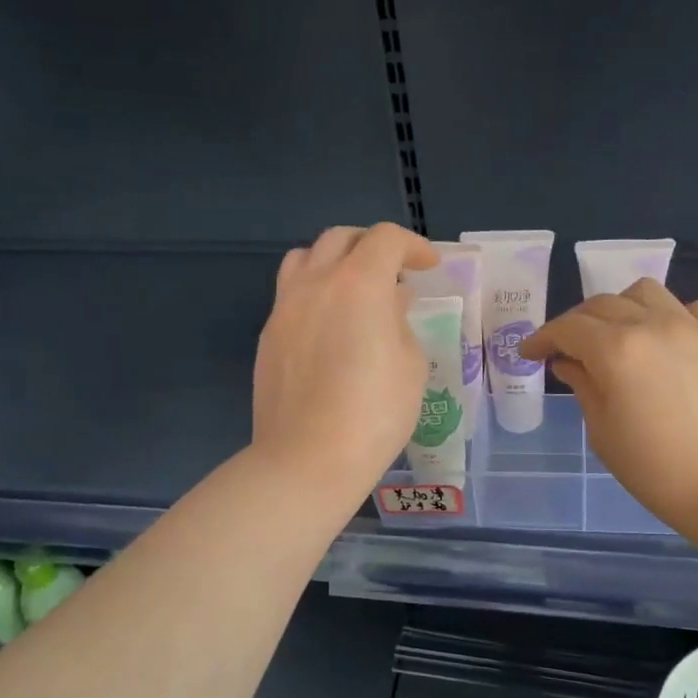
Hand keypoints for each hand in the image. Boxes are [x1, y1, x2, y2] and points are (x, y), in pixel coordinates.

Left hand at [253, 223, 437, 503]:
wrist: (308, 458)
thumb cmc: (375, 412)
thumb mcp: (411, 365)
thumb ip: (401, 322)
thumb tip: (390, 302)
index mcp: (359, 284)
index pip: (385, 239)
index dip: (413, 246)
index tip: (429, 266)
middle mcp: (316, 284)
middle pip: (340, 238)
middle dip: (372, 245)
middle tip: (393, 271)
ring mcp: (284, 308)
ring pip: (305, 258)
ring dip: (334, 261)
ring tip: (353, 290)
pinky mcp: (268, 336)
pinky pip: (290, 294)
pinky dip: (315, 293)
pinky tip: (330, 327)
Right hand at [519, 279, 697, 540]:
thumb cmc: (656, 470)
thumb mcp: (603, 431)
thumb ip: (583, 386)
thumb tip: (568, 362)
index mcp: (616, 350)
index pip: (567, 328)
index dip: (542, 337)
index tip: (530, 353)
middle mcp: (652, 325)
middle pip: (601, 304)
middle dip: (575, 323)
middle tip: (566, 348)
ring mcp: (691, 327)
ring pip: (644, 292)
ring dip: (620, 307)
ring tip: (616, 334)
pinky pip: (689, 308)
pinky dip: (668, 316)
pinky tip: (665, 340)